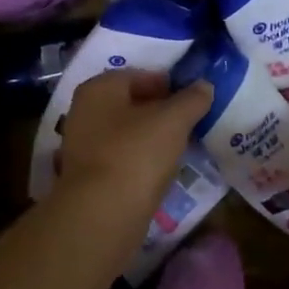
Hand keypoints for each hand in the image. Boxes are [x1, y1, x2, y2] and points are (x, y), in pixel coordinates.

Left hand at [53, 69, 213, 218]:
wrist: (103, 214)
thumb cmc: (136, 153)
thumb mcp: (174, 120)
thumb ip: (192, 99)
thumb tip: (204, 86)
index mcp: (99, 89)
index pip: (138, 75)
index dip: (168, 83)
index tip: (192, 98)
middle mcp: (84, 112)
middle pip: (130, 104)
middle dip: (160, 111)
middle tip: (190, 121)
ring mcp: (83, 146)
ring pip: (126, 132)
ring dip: (152, 136)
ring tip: (181, 145)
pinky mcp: (89, 176)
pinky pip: (121, 157)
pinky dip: (141, 159)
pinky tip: (162, 169)